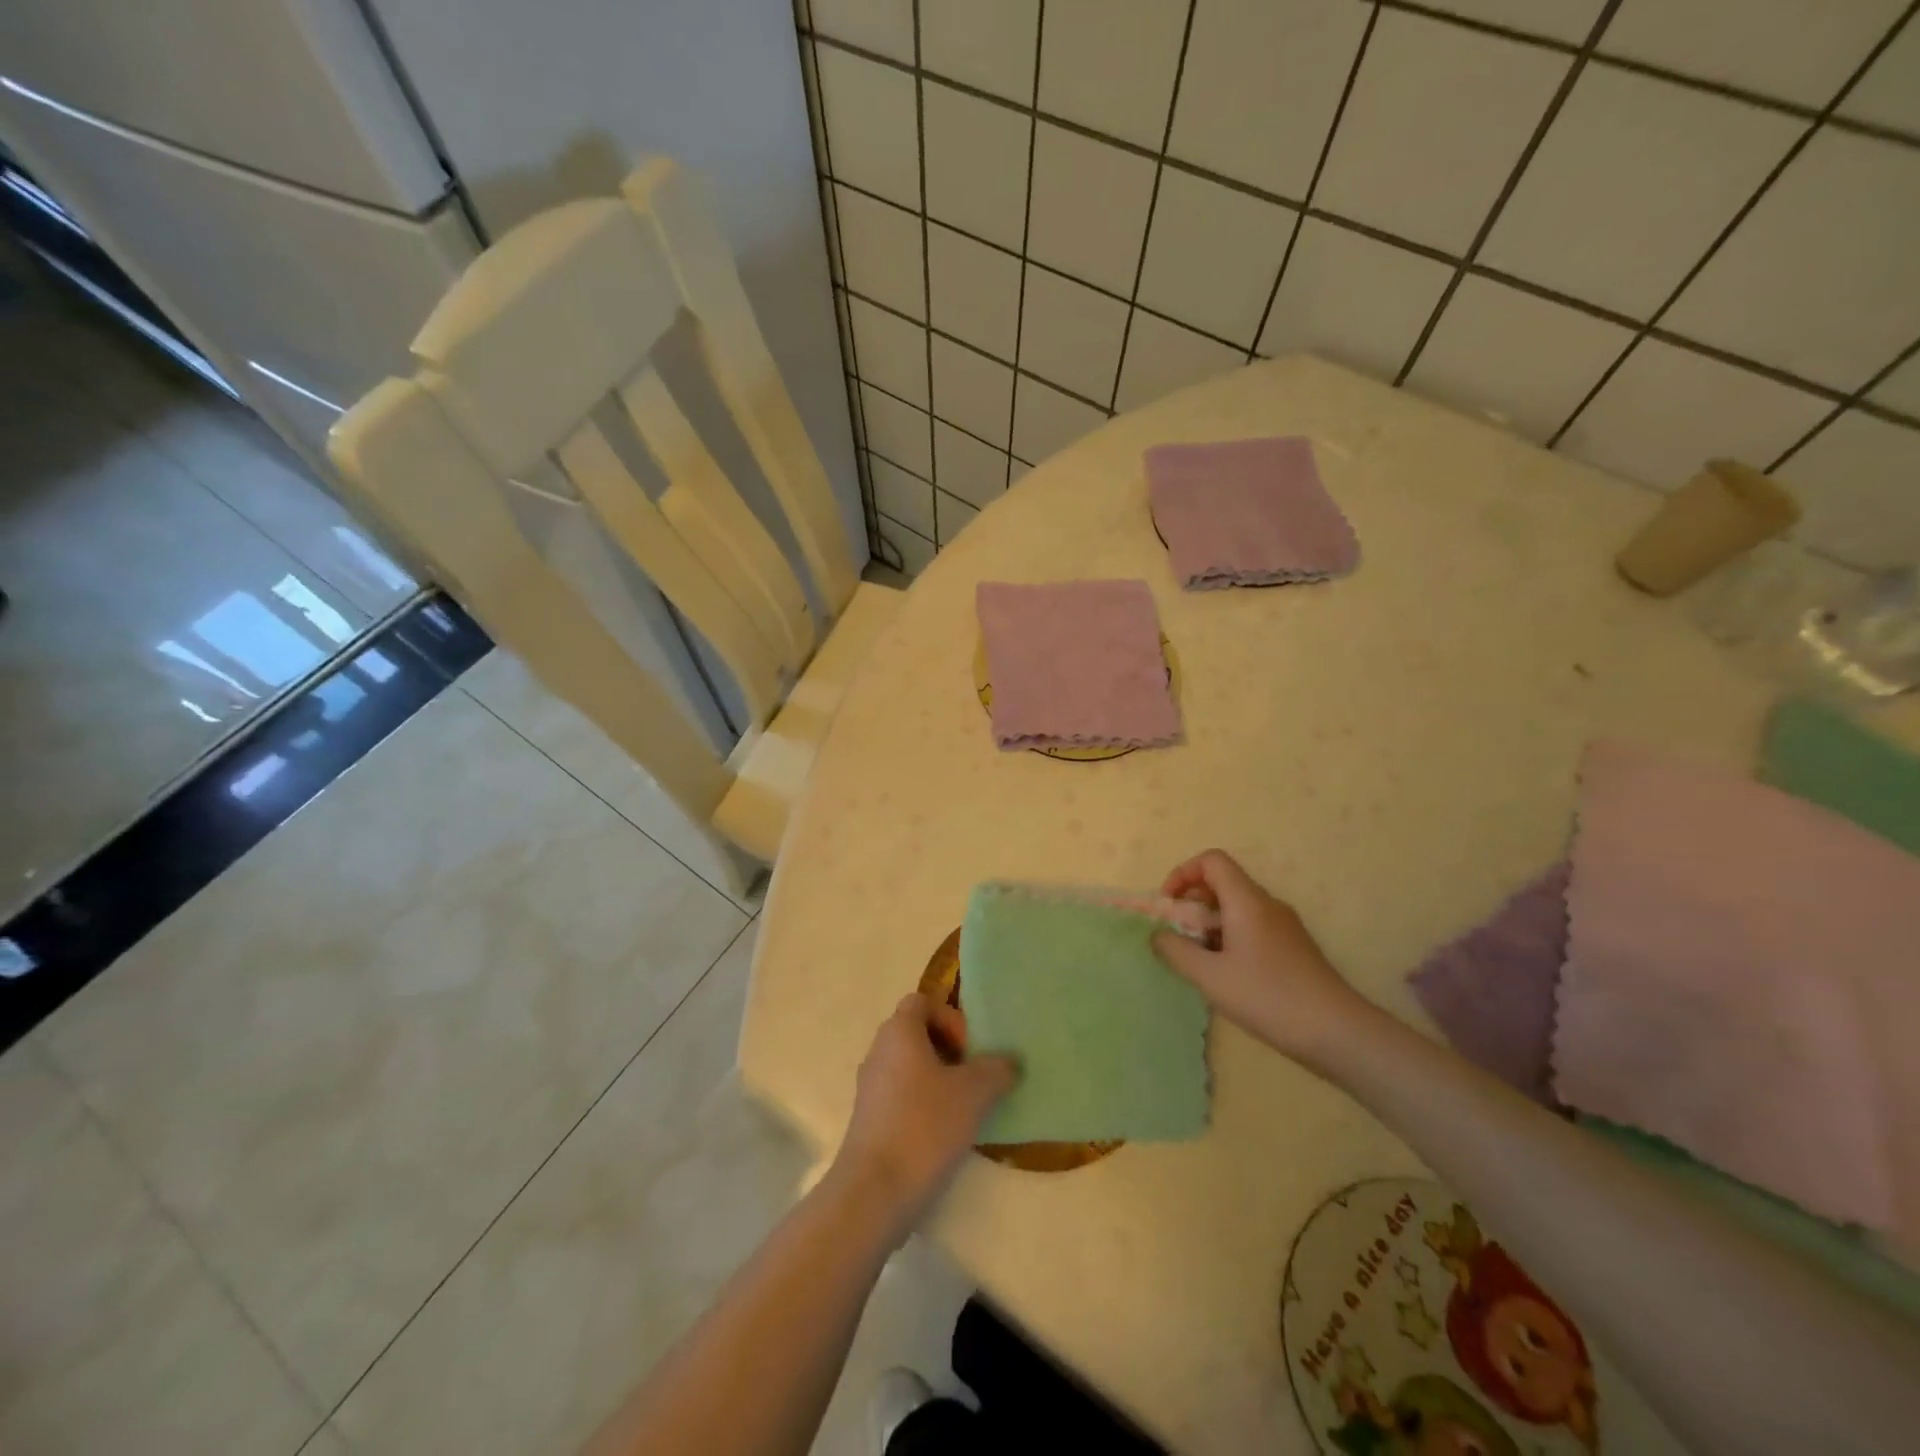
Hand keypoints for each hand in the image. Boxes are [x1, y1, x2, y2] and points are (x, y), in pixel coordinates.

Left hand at [831, 995, 1017, 1235]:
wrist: (875, 1192)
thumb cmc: (924, 1126)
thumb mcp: (974, 1093)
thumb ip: (996, 1070)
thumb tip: (1009, 1062)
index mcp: (899, 1031)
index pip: (923, 1002)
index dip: (950, 1017)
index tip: (970, 1050)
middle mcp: (879, 1051)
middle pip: (917, 1034)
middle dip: (950, 1050)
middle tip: (974, 1078)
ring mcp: (870, 1087)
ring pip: (910, 1067)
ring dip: (938, 1080)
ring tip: (965, 1109)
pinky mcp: (869, 1121)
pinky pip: (901, 1097)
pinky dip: (923, 1106)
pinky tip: (945, 1134)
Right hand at [1151, 850, 1370, 1064]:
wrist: (1338, 1032)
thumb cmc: (1268, 997)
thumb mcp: (1210, 977)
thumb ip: (1176, 951)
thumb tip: (1157, 935)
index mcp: (1247, 900)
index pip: (1211, 861)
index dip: (1183, 873)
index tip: (1169, 905)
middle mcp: (1267, 904)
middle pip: (1222, 883)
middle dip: (1192, 903)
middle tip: (1178, 937)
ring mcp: (1284, 926)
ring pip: (1236, 908)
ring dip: (1209, 924)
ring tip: (1199, 962)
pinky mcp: (1293, 948)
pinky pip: (1252, 928)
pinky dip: (1229, 939)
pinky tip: (1227, 976)